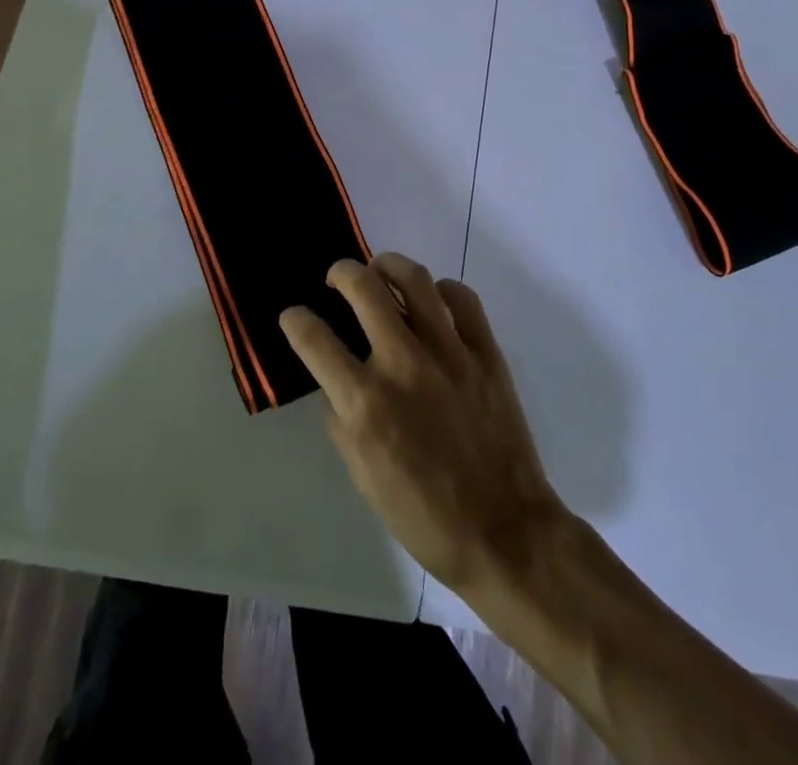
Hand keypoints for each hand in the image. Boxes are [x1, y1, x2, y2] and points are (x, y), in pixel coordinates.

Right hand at [281, 255, 568, 597]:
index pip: (314, 339)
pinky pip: (462, 298)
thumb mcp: (363, 476)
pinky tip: (433, 301)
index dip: (295, 320)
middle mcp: (402, 364)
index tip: (294, 316)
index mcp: (365, 402)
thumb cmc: (424, 516)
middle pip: (362, 288)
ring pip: (414, 278)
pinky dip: (443, 290)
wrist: (503, 531)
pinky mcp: (485, 352)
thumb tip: (339, 382)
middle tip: (337, 278)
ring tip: (380, 272)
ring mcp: (448, 352)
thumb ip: (343, 420)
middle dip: (340, 272)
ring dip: (388, 265)